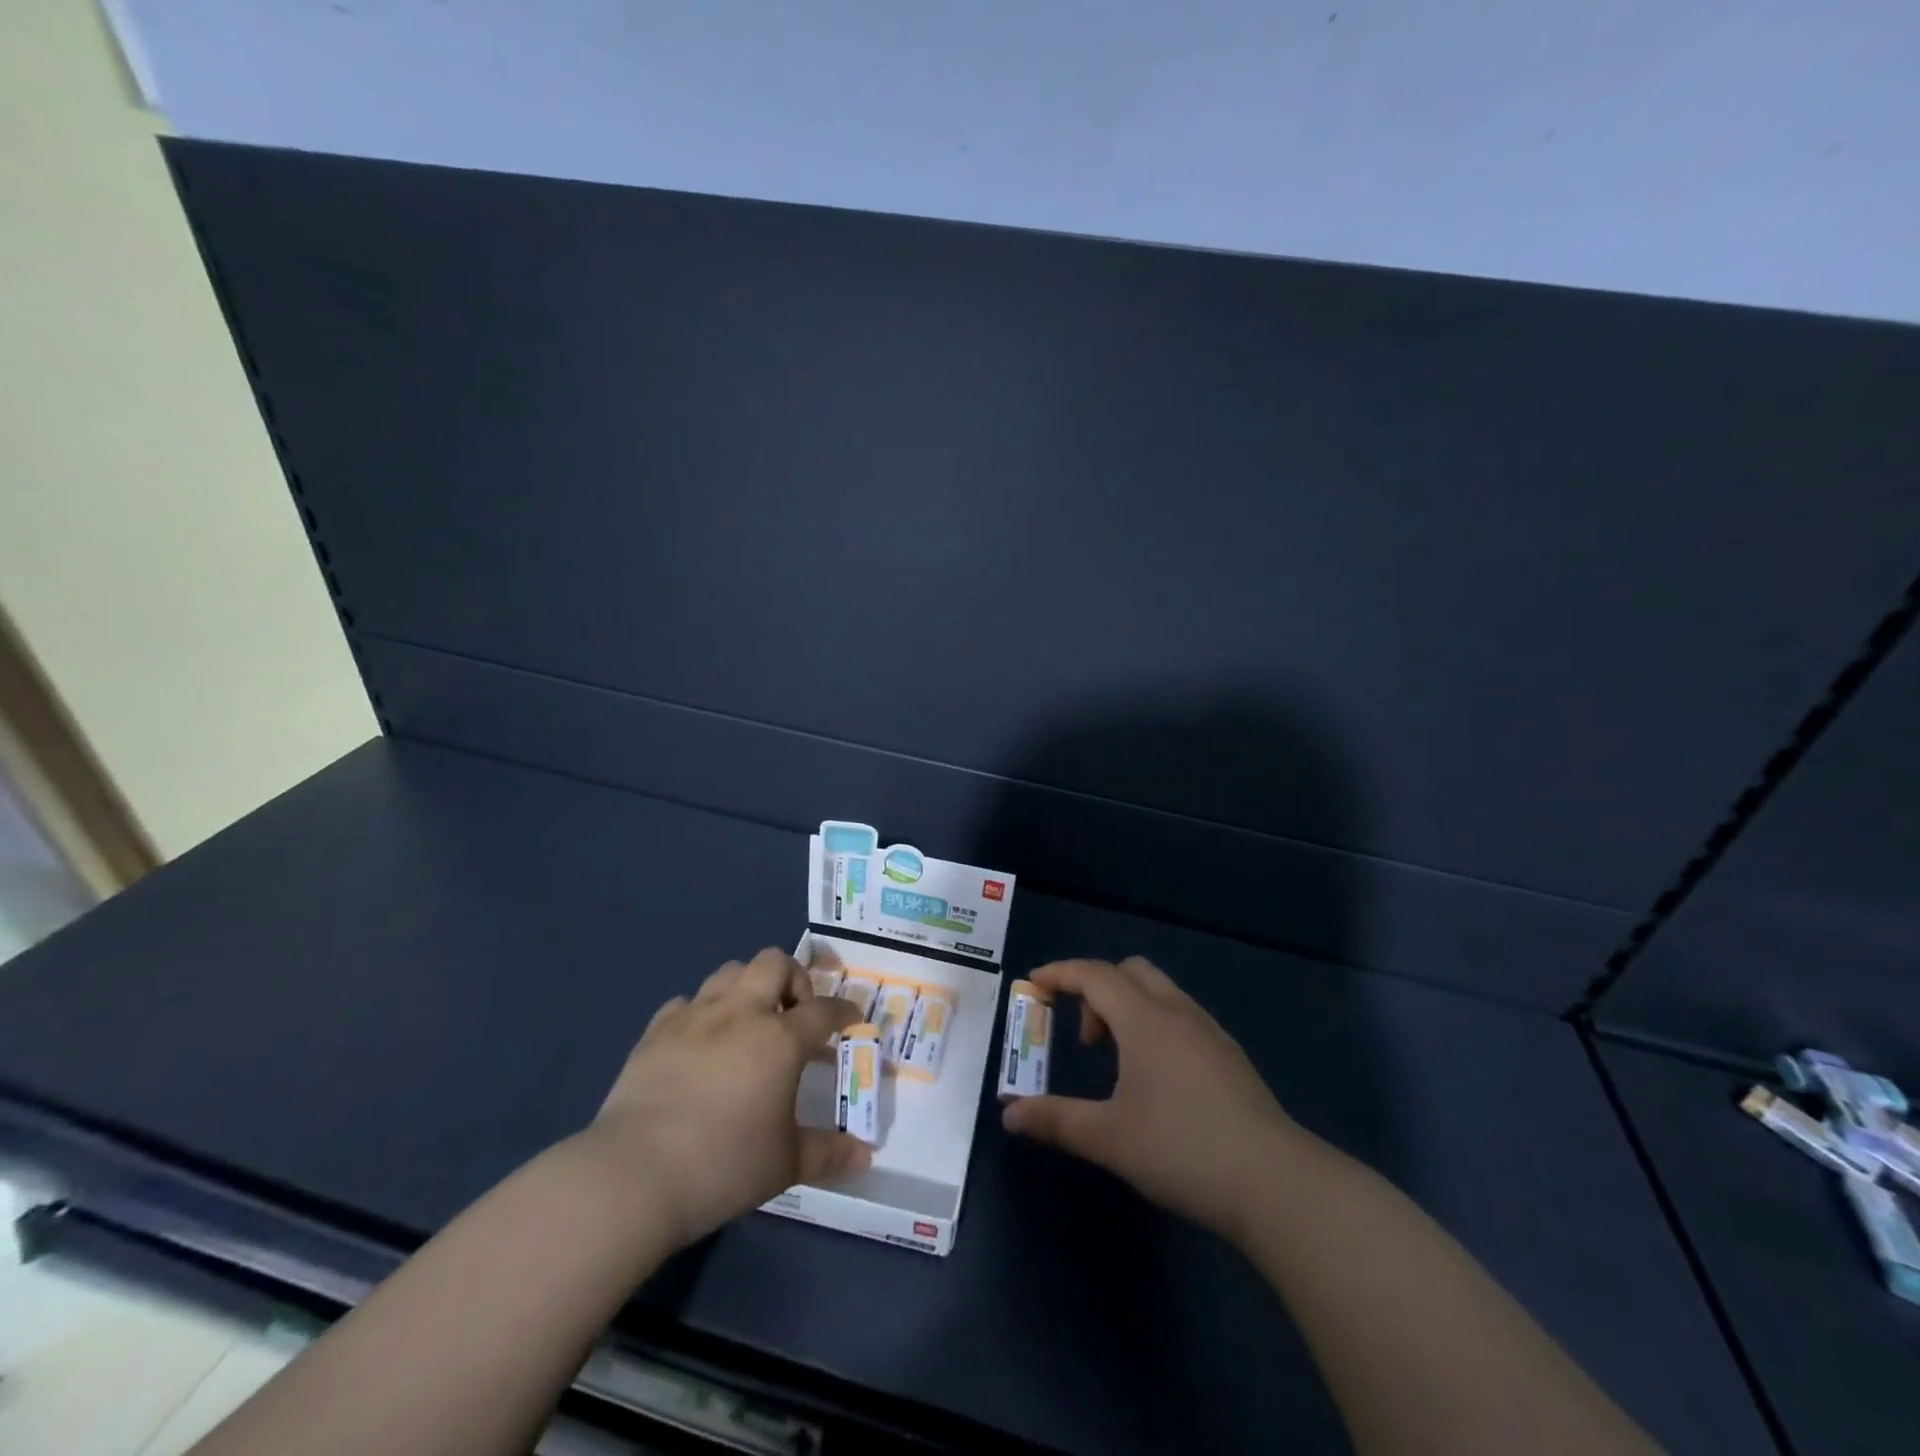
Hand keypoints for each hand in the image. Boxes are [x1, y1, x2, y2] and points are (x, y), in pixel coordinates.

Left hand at [583, 948, 870, 1249]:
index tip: (852, 1019)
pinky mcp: (656, 1031)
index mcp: (780, 1039)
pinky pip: (686, 1002)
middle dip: (793, 979)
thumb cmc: (722, 1167)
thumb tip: (864, 1156)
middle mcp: (741, 1014)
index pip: (824, 1010)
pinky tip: (700, 1042)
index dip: (844, 1011)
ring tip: (749, 1022)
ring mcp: (695, 1017)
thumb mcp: (785, 1165)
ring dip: (748, 987)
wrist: (633, 1176)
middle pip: (774, 963)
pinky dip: (702, 1013)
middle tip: (794, 1015)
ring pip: (730, 971)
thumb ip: (828, 1153)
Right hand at [1001, 957, 1305, 1239]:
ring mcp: (1209, 1031)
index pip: (1093, 975)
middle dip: (1096, 989)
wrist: (1275, 1183)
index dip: (1059, 973)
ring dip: (1127, 1007)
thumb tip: (1010, 1114)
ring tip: (1117, 1061)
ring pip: (1159, 992)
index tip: (1033, 983)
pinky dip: (1154, 1024)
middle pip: (1129, 971)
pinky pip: (1180, 1015)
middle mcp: (1177, 1012)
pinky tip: (1156, 1078)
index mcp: (1144, 1019)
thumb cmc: (1182, 1150)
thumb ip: (1056, 1120)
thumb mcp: (1109, 1138)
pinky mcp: (1230, 1055)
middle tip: (1084, 1037)